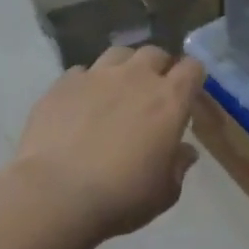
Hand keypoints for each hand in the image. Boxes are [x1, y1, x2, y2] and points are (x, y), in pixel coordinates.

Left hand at [5, 46, 204, 245]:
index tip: (188, 93)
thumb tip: (185, 152)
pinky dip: (86, 83)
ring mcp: (97, 76)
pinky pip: (81, 72)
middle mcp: (137, 77)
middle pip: (155, 53)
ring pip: (118, 54)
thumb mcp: (164, 192)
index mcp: (170, 99)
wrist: (55, 195)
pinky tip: (80, 104)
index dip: (193, 77)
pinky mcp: (62, 85)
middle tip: (152, 92)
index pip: (192, 67)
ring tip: (116, 90)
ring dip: (124, 67)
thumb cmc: (121, 195)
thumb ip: (178, 166)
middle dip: (158, 67)